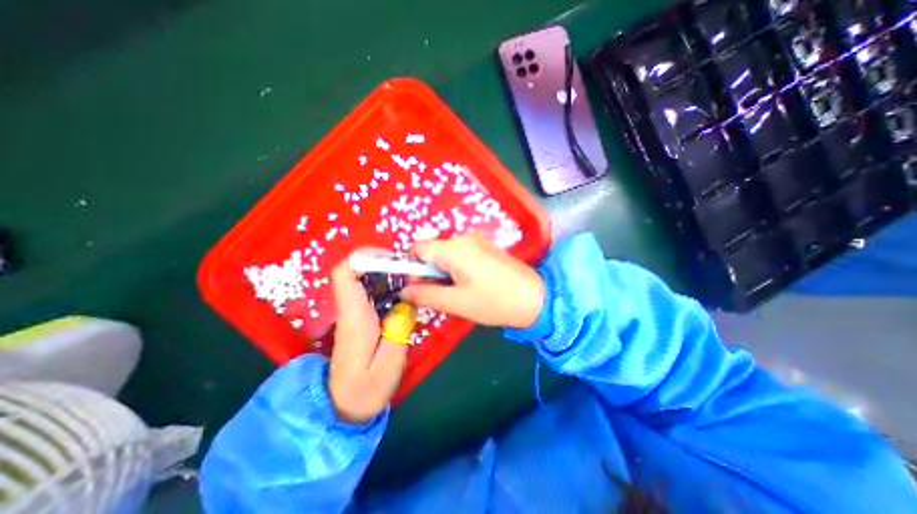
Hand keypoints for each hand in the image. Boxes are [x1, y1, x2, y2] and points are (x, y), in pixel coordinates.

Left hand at [325, 259, 404, 424]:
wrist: (344, 407)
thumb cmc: (366, 389)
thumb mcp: (390, 362)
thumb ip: (399, 328)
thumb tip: (407, 302)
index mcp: (355, 317)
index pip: (345, 275)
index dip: (364, 257)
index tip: (390, 257)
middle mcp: (351, 310)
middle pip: (356, 271)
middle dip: (382, 262)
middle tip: (409, 267)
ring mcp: (354, 314)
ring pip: (365, 280)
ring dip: (387, 273)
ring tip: (411, 277)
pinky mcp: (361, 319)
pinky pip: (372, 293)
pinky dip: (388, 286)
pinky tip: (405, 294)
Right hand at [402, 233, 542, 328]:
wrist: (534, 297)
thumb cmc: (494, 301)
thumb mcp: (456, 302)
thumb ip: (425, 294)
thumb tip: (403, 290)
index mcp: (453, 248)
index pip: (417, 248)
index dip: (411, 268)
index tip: (419, 287)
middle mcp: (463, 238)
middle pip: (432, 250)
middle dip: (429, 272)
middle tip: (441, 295)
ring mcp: (476, 240)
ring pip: (445, 253)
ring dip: (443, 271)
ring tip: (457, 292)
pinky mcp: (485, 246)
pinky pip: (460, 254)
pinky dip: (456, 268)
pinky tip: (469, 284)